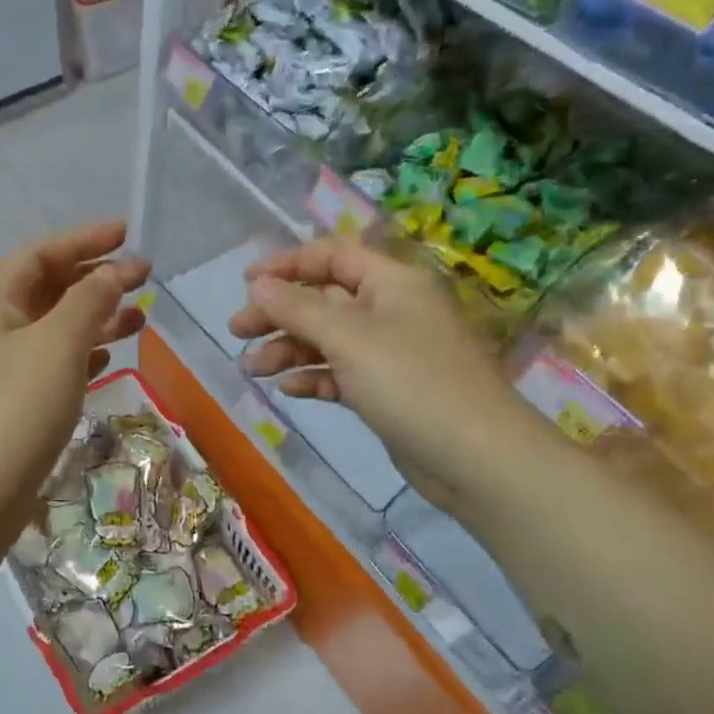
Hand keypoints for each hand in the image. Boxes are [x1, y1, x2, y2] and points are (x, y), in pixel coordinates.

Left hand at [0, 221, 149, 530]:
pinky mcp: (13, 404)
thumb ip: (88, 300)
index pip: (39, 254)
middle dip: (94, 277)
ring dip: (96, 317)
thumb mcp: (57, 343)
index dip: (82, 239)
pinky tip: (109, 357)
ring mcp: (1, 369)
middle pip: (48, 288)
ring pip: (55, 328)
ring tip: (140, 317)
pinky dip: (83, 353)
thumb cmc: (15, 408)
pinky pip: (54, 363)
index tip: (125, 233)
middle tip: (143, 276)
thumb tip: (113, 271)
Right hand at [228, 237, 552, 511]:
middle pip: (325, 300)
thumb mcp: (349, 338)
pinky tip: (290, 390)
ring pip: (329, 340)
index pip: (333, 256)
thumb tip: (257, 284)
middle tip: (237, 332)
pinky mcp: (388, 391)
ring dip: (289, 350)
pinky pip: (342, 374)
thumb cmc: (412, 383)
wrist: (476, 458)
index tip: (246, 283)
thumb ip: (298, 309)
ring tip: (253, 369)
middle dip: (280, 313)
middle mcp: (392, 310)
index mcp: (392, 283)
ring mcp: (391, 353)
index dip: (288, 264)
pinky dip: (315, 378)